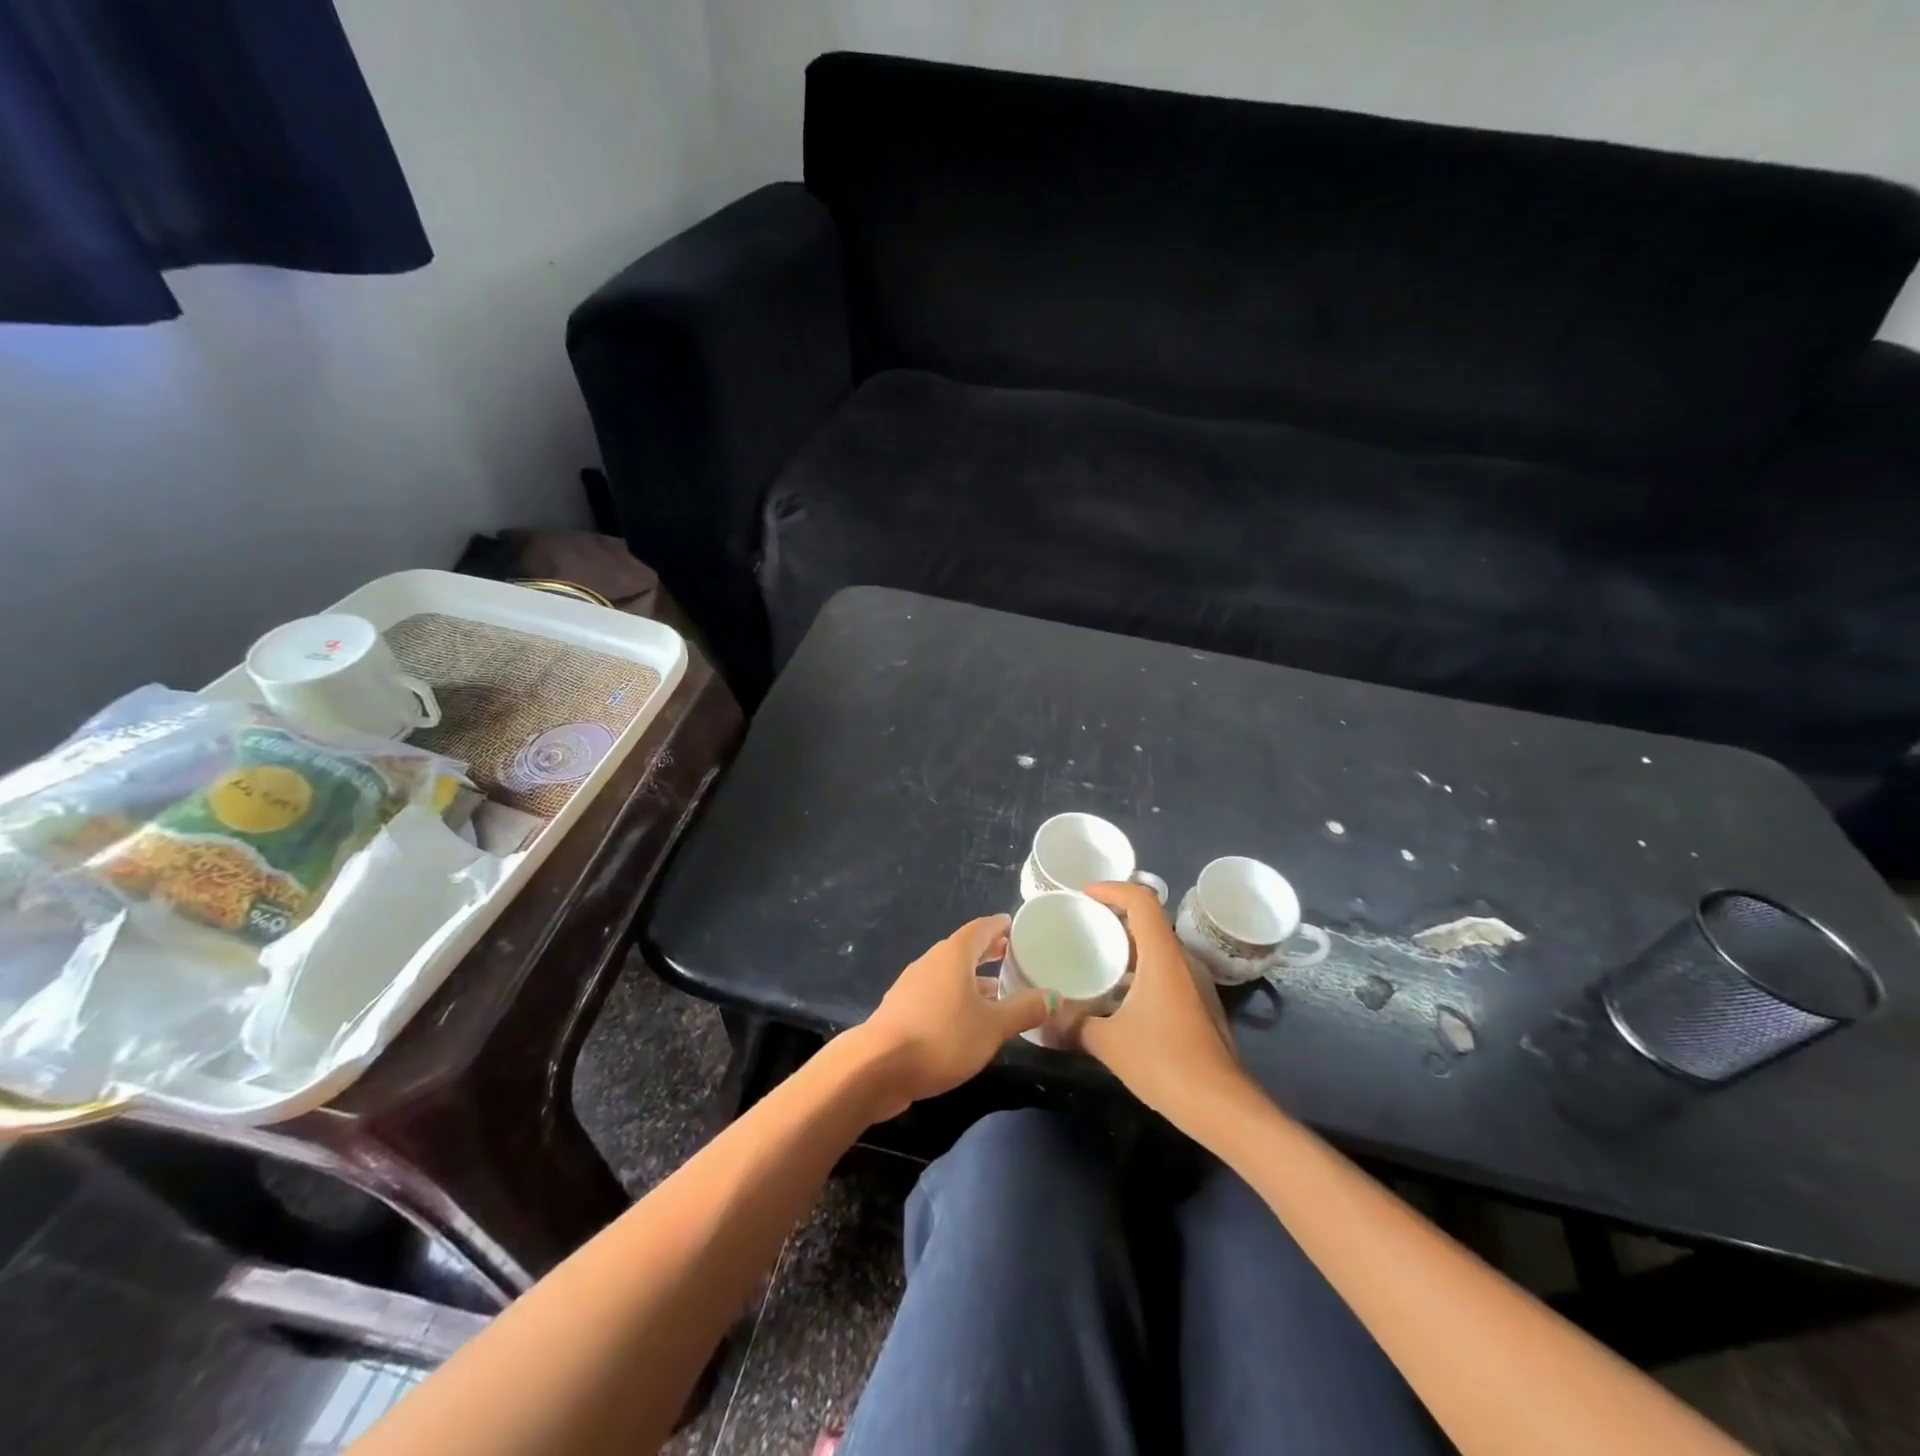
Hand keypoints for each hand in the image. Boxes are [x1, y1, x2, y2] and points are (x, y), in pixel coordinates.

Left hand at [855, 914, 1049, 1117]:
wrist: (878, 1068)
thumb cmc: (942, 1037)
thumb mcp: (992, 1027)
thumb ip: (1024, 1010)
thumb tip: (1055, 996)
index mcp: (953, 954)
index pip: (980, 928)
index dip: (999, 926)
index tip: (1015, 926)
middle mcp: (931, 961)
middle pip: (963, 949)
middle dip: (987, 951)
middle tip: (1011, 954)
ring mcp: (912, 985)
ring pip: (949, 973)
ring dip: (972, 977)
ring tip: (997, 989)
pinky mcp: (903, 1009)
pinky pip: (937, 992)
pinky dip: (956, 996)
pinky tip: (967, 1018)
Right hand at [1071, 882, 1246, 1117]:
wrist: (1223, 1107)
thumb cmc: (1165, 1063)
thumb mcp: (1108, 1042)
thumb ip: (1073, 1025)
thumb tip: (1041, 1022)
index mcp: (1163, 956)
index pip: (1142, 900)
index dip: (1112, 888)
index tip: (1083, 895)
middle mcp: (1183, 961)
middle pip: (1150, 920)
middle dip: (1115, 915)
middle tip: (1082, 924)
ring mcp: (1196, 984)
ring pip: (1159, 948)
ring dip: (1128, 945)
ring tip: (1095, 956)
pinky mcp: (1200, 1005)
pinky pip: (1166, 971)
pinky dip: (1140, 969)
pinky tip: (1119, 994)